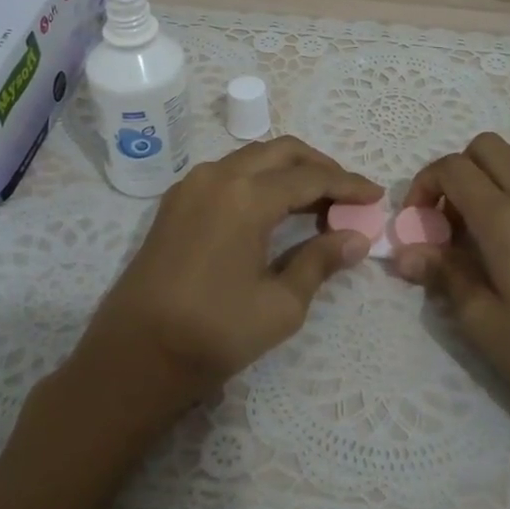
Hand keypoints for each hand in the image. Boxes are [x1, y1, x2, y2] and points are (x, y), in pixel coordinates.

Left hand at [65, 136, 379, 430]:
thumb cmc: (213, 334)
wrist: (134, 357)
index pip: (310, 178)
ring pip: (252, 158)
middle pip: (281, 152)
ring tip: (316, 202)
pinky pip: (227, 172)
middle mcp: (218, 176)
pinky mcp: (175, 201)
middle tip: (348, 193)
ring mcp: (191, 185)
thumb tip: (357, 238)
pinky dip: (258, 179)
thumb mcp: (280, 305)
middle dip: (319, 166)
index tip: (375, 195)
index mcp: (246, 196)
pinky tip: (273, 208)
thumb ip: (320, 261)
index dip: (347, 185)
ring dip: (287, 170)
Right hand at [392, 132, 509, 471]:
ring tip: (502, 210)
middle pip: (487, 145)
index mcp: (504, 221)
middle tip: (458, 219)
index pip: (453, 168)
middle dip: (460, 171)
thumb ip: (443, 275)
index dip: (425, 183)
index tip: (421, 220)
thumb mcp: (483, 326)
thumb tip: (404, 252)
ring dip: (506, 166)